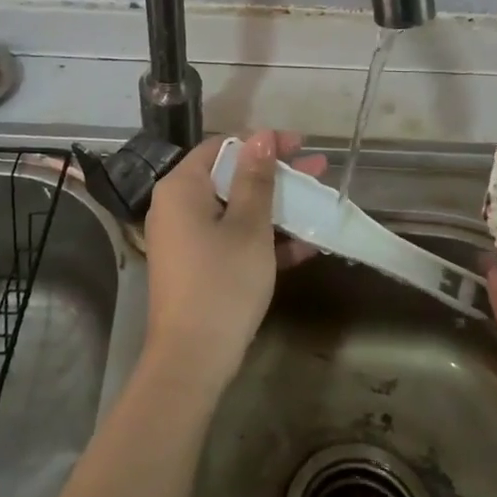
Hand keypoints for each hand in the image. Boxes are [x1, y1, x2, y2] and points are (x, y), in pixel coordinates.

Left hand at [141, 131, 324, 394]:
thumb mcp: (248, 226)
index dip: (262, 143)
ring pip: (236, 210)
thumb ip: (256, 178)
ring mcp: (186, 240)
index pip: (222, 147)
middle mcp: (177, 207)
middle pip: (230, 177)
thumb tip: (261, 135)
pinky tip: (306, 245)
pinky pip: (232, 240)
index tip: (299, 145)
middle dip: (276, 175)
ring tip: (319, 202)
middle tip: (316, 170)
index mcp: (182, 188)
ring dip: (277, 208)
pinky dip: (263, 240)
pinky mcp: (198, 267)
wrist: (192, 360)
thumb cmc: (222, 281)